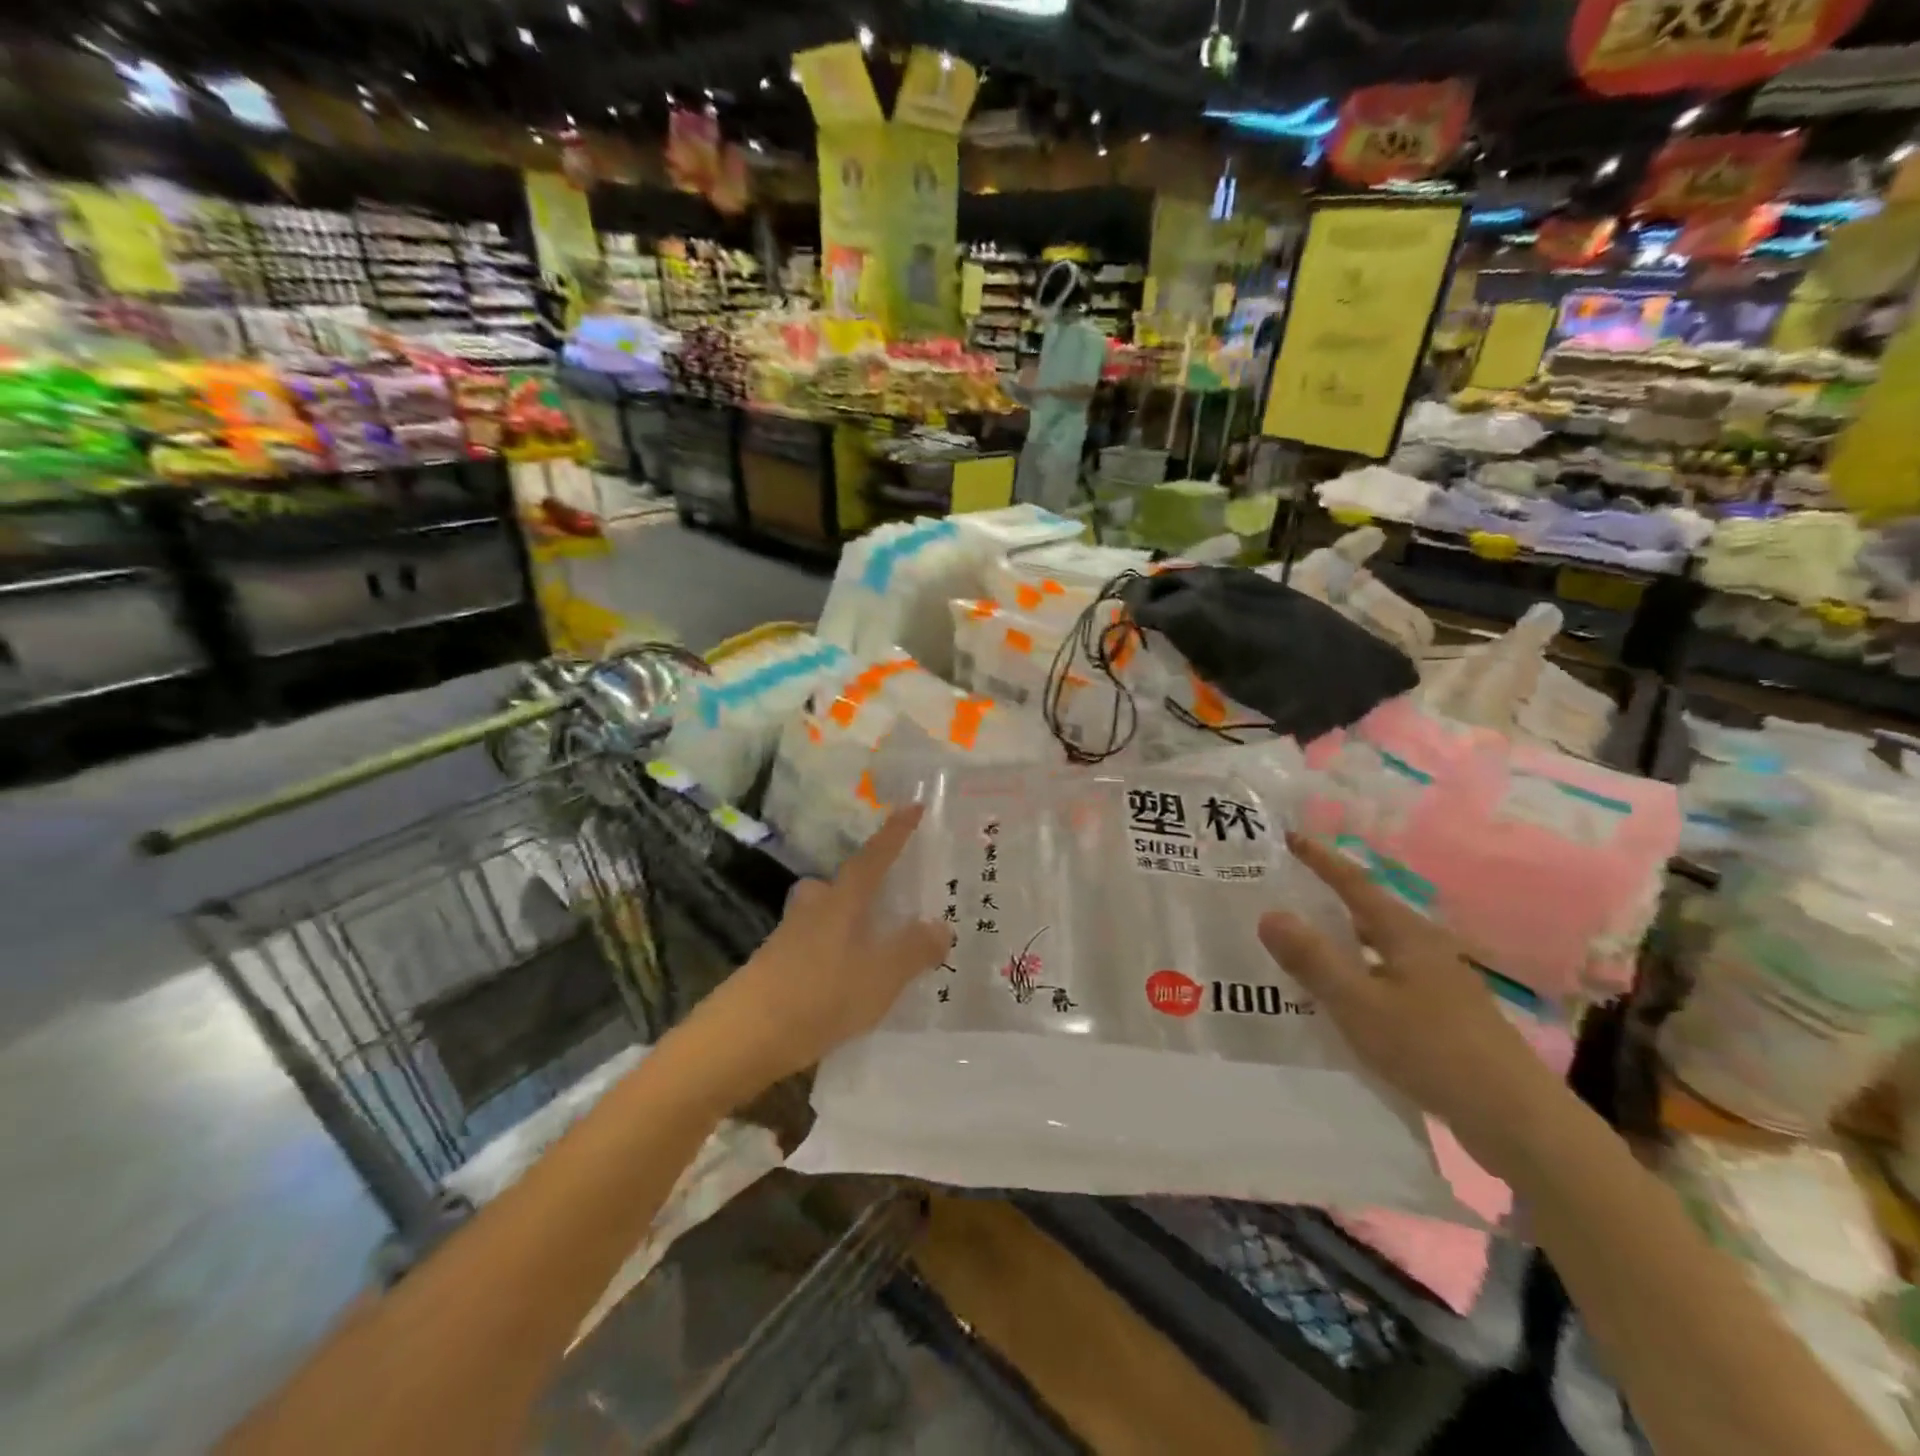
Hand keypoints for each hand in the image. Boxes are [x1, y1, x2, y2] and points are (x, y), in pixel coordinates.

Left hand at [682, 807, 949, 1102]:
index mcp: (842, 901)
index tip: (913, 805)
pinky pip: (815, 946)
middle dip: (864, 885)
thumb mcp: (881, 977)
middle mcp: (814, 909)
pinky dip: (835, 953)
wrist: (743, 1036)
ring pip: (825, 916)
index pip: (875, 857)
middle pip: (840, 884)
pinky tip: (846, 981)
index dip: (896, 832)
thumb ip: (913, 950)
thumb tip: (941, 926)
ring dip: (848, 922)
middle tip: (890, 897)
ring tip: (875, 946)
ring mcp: (790, 937)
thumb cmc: (820, 996)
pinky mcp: (776, 966)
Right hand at [1258, 833, 1564, 1176]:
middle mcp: (1425, 949)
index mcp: (1406, 934)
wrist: (1517, 1120)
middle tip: (1288, 890)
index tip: (1290, 836)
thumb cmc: (1432, 1049)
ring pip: (1379, 947)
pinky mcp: (1445, 1015)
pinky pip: (1388, 977)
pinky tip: (1343, 996)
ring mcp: (1440, 983)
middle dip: (1329, 897)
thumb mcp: (1359, 1003)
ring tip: (1304, 940)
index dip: (1321, 860)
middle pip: (1369, 912)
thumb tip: (1269, 914)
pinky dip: (1358, 972)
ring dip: (1343, 938)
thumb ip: (1313, 959)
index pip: (1354, 884)